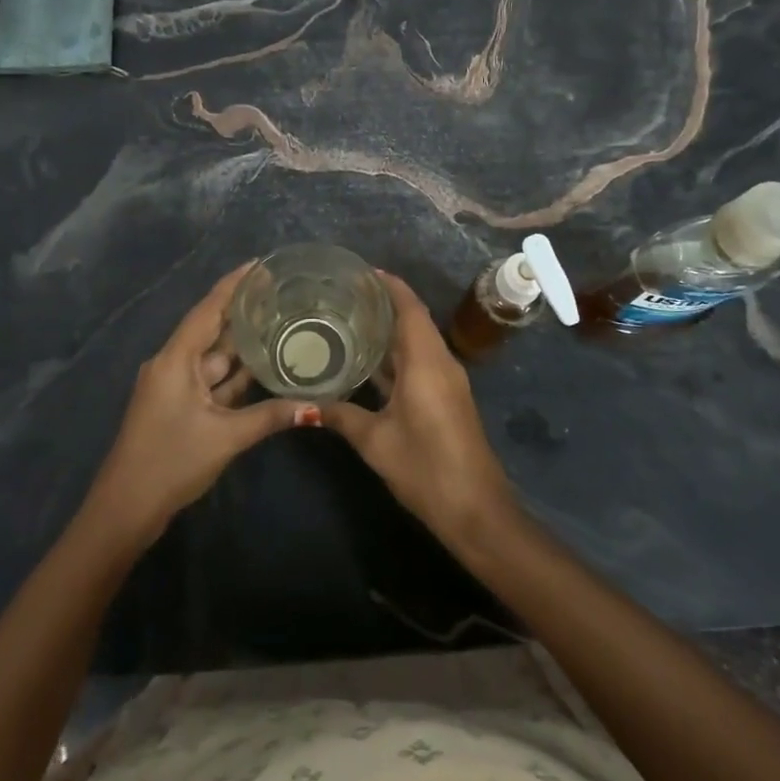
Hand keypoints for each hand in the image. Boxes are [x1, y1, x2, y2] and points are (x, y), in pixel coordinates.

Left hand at [84, 263, 319, 550]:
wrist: (125, 509)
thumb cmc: (170, 462)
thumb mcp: (225, 437)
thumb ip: (270, 417)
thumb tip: (315, 407)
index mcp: (175, 359)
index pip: (208, 309)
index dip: (233, 285)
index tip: (260, 264)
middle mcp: (172, 364)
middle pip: (211, 329)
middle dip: (242, 312)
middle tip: (281, 294)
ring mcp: (174, 386)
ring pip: (213, 357)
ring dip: (241, 344)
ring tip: (279, 323)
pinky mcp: (178, 406)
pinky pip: (210, 380)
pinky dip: (234, 374)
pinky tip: (262, 367)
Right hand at [322, 270, 514, 545]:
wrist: (476, 509)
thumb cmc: (426, 467)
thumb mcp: (376, 441)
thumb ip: (340, 416)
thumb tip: (303, 404)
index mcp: (426, 362)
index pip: (409, 308)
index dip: (389, 285)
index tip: (361, 271)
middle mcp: (440, 363)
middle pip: (414, 320)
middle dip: (384, 303)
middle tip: (344, 295)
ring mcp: (446, 381)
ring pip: (417, 342)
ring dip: (390, 329)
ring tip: (350, 319)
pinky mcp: (446, 398)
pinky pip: (420, 361)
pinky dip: (396, 353)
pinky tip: (368, 360)